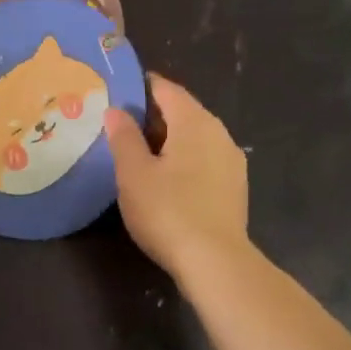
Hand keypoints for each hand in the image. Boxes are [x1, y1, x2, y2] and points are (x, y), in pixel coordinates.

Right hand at [105, 76, 249, 281]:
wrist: (215, 262)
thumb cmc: (168, 211)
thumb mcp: (133, 173)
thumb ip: (123, 137)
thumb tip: (116, 111)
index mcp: (194, 122)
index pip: (167, 90)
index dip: (142, 87)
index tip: (118, 92)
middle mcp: (219, 133)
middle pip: (183, 112)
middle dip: (154, 116)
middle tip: (121, 126)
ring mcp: (231, 162)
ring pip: (195, 138)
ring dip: (169, 141)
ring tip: (140, 155)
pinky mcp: (234, 188)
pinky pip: (204, 161)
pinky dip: (184, 161)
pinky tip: (167, 180)